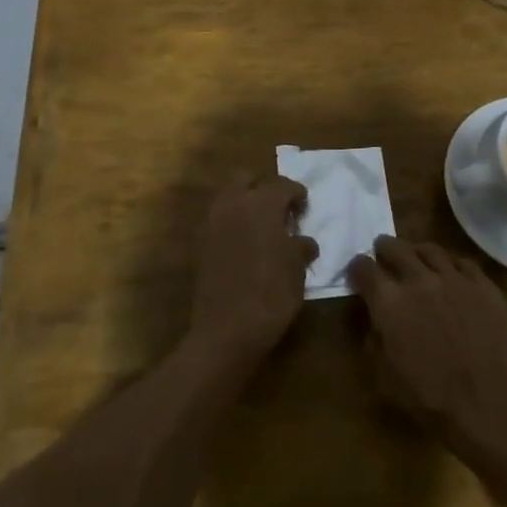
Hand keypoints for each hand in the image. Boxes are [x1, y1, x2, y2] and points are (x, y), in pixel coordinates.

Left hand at [190, 175, 317, 358]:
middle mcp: (233, 205)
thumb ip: (301, 246)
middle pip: (247, 178)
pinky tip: (248, 243)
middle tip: (280, 208)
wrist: (227, 329)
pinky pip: (220, 219)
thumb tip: (302, 240)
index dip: (297, 193)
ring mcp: (212, 223)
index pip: (282, 184)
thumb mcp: (297, 270)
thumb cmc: (272, 294)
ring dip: (246, 203)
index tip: (304, 206)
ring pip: (229, 196)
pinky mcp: (201, 243)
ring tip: (264, 226)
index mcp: (261, 204)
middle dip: (264, 187)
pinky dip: (234, 222)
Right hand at [345, 237, 506, 453]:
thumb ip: (374, 340)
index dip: (356, 268)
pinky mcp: (483, 286)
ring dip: (417, 252)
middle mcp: (419, 280)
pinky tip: (451, 274)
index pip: (363, 268)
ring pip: (430, 250)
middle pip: (395, 248)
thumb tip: (376, 321)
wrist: (489, 403)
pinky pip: (463, 263)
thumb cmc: (430, 397)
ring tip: (416, 259)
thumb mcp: (384, 377)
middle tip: (382, 254)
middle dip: (384, 249)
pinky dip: (451, 265)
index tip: (357, 273)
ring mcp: (455, 279)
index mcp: (389, 302)